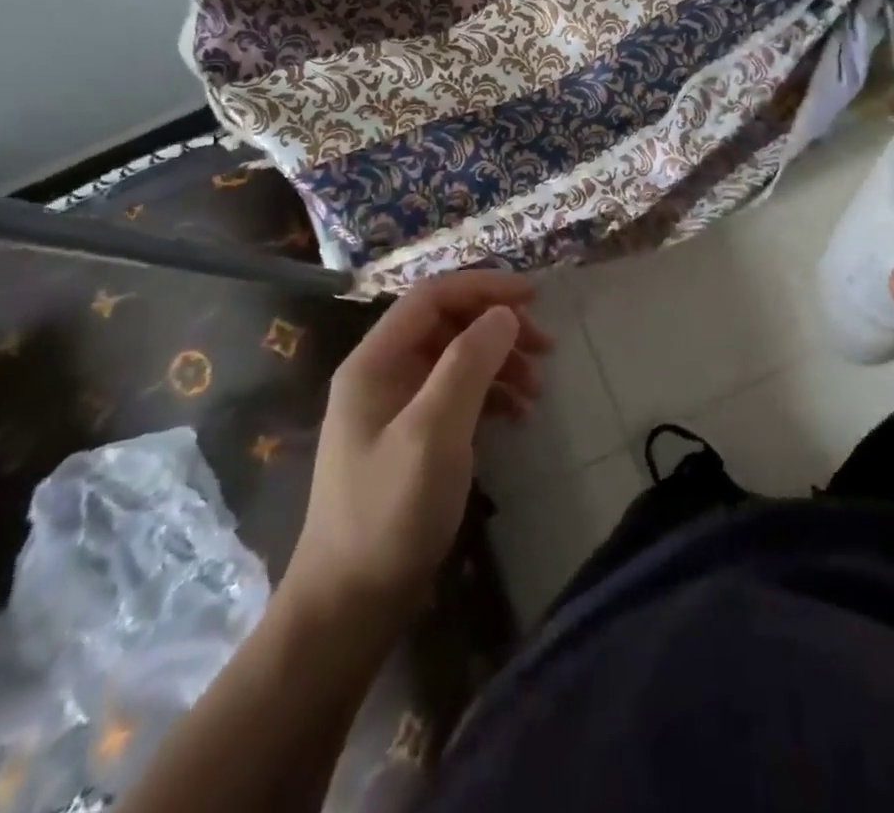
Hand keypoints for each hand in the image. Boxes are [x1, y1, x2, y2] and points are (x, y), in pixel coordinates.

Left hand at [284, 270, 549, 609]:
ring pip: (456, 357)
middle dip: (498, 326)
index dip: (484, 287)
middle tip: (544, 346)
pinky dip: (491, 393)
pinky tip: (518, 414)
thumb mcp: (433, 432)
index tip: (534, 296)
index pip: (433, 296)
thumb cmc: (389, 512)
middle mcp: (382, 373)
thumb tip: (504, 313)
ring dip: (500, 360)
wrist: (349, 605)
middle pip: (448, 323)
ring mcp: (396, 405)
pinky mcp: (412, 435)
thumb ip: (468, 364)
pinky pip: (457, 392)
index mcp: (374, 361)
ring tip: (537, 386)